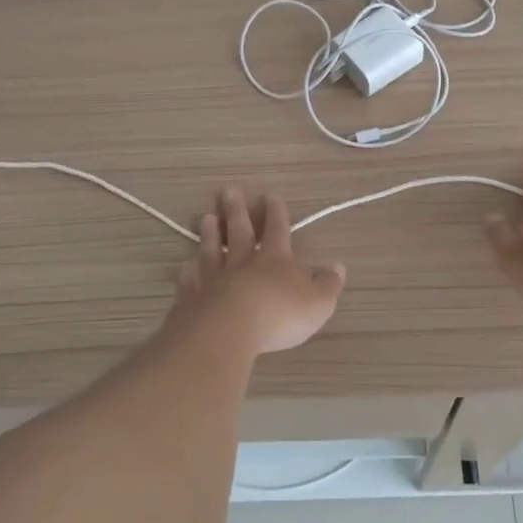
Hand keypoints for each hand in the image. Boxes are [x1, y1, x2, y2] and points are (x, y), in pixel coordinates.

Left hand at [168, 188, 346, 355]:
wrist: (228, 330)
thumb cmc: (279, 314)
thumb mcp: (317, 302)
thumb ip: (328, 284)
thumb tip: (338, 267)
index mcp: (275, 260)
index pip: (277, 229)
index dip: (276, 213)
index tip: (271, 195)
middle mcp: (243, 262)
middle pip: (239, 231)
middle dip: (236, 210)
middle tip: (228, 192)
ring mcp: (214, 277)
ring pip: (211, 250)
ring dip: (209, 233)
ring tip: (205, 217)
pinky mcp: (192, 297)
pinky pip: (190, 279)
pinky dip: (188, 271)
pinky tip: (185, 266)